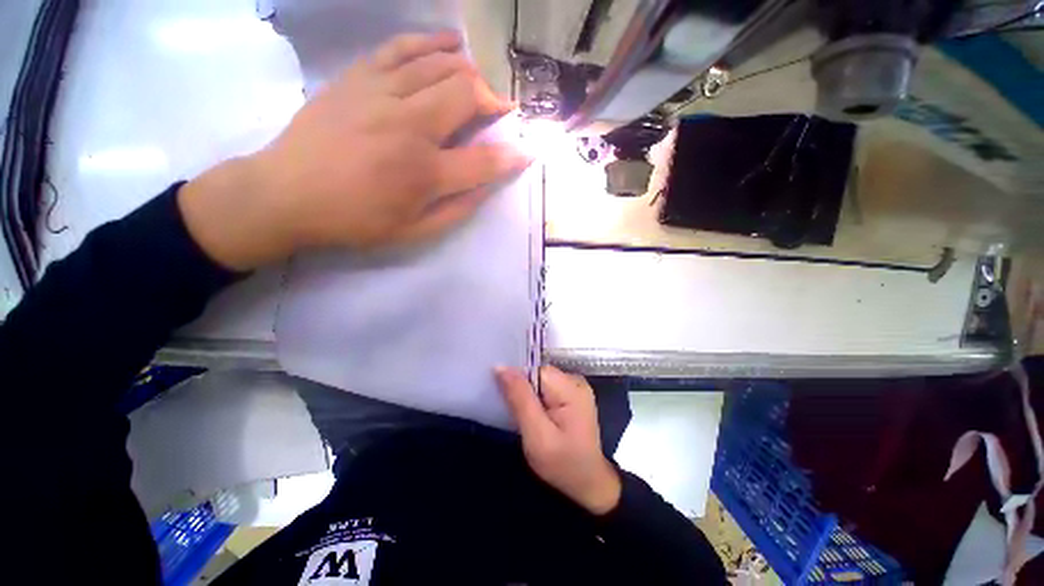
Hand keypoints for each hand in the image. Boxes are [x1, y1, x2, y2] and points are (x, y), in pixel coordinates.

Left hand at [180, 32, 530, 269]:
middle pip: (466, 95)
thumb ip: (457, 210)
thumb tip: (488, 187)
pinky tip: (449, 44)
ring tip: (479, 84)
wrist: (287, 193)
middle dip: (492, 101)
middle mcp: (409, 126)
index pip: (484, 161)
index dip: (512, 156)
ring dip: (469, 72)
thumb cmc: (356, 220)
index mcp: (424, 173)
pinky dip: (431, 42)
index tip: (528, 152)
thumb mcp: (414, 231)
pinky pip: (402, 47)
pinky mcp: (359, 77)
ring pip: (440, 65)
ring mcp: (381, 94)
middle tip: (498, 111)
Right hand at [496, 365, 622, 514]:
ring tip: (525, 418)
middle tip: (516, 415)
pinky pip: (547, 389)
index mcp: (571, 387)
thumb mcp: (537, 435)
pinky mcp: (573, 396)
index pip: (535, 370)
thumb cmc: (563, 464)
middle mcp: (576, 381)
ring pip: (541, 381)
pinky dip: (537, 400)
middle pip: (538, 374)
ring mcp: (576, 388)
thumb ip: (520, 399)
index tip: (506, 399)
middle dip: (523, 390)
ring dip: (529, 396)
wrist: (588, 485)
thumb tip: (501, 367)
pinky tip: (535, 417)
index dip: (518, 382)